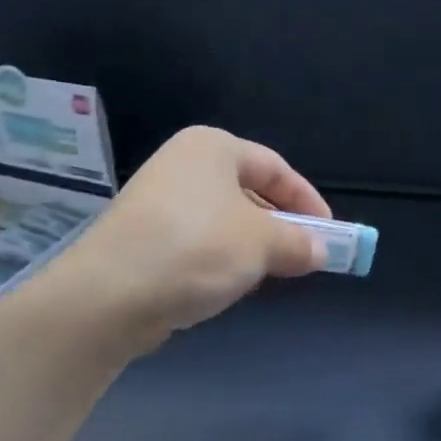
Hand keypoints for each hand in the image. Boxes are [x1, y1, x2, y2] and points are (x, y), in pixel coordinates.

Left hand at [40, 126, 328, 349]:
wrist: (110, 294)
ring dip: (251, 247)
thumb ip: (299, 242)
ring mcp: (158, 200)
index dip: (308, 201)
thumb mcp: (262, 243)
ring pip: (223, 220)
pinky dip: (220, 259)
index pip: (276, 167)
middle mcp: (183, 164)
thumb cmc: (197, 249)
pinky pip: (197, 241)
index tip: (329, 235)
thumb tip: (321, 250)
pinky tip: (225, 285)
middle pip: (249, 191)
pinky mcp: (143, 236)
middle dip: (280, 226)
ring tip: (267, 275)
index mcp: (212, 147)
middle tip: (302, 257)